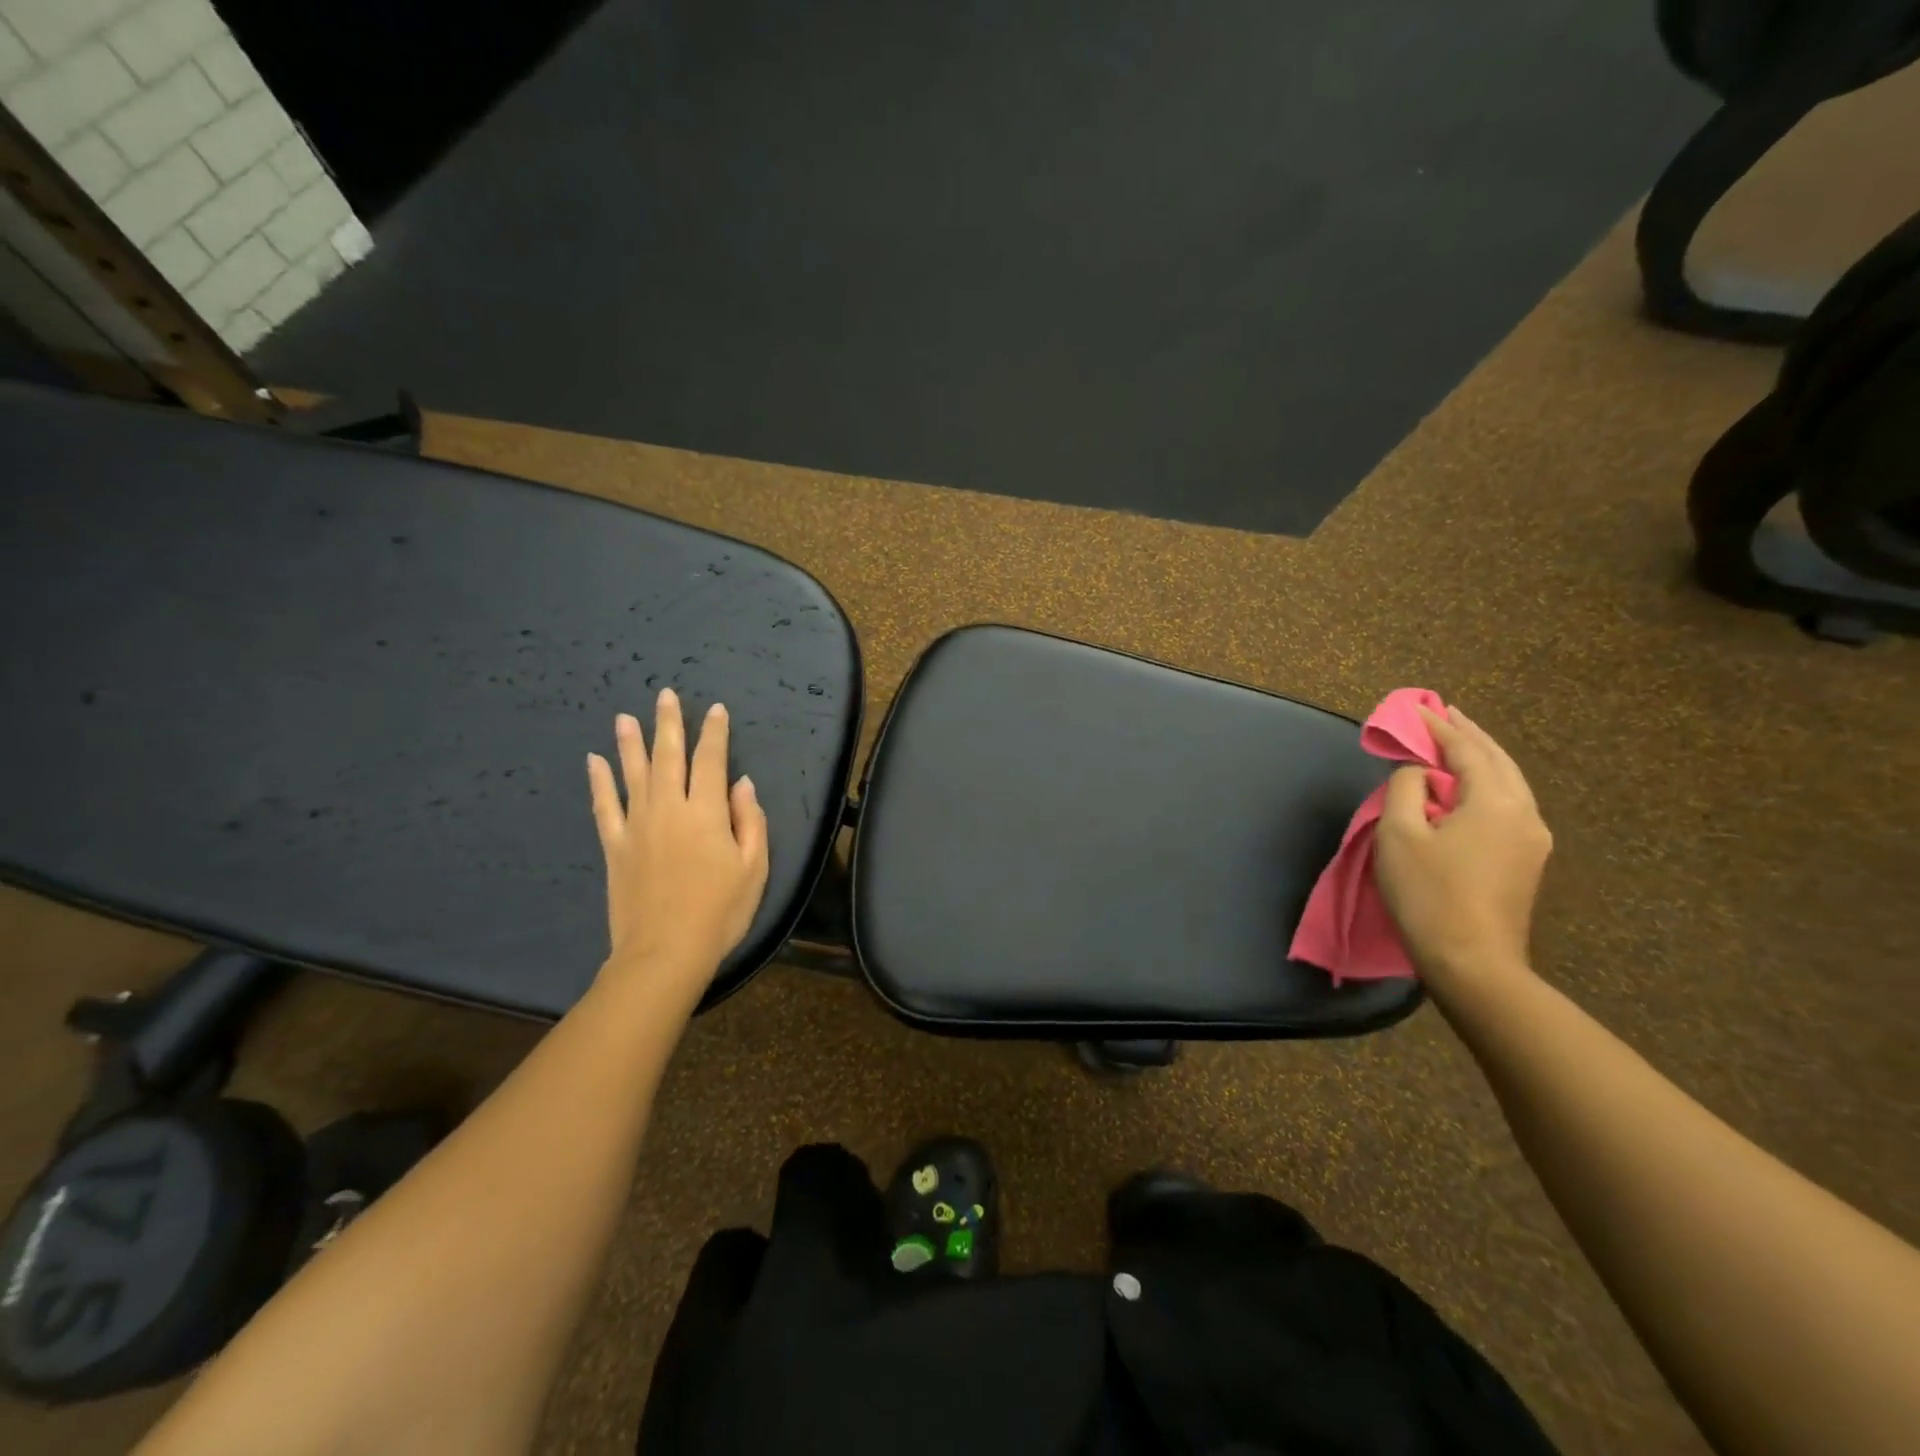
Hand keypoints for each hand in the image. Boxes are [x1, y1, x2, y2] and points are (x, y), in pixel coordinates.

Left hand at [586, 689, 769, 997]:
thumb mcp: (754, 868)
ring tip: (625, 717)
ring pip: (632, 773)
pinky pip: (604, 805)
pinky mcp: (615, 846)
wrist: (664, 952)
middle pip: (668, 756)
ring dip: (631, 742)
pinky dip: (600, 781)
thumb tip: (741, 783)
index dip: (715, 733)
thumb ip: (750, 821)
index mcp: (707, 812)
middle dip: (669, 724)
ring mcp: (637, 825)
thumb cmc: (720, 912)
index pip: (711, 761)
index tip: (716, 710)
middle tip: (665, 695)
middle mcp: (669, 808)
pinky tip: (595, 761)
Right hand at [1374, 705, 1551, 990]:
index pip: (1466, 750)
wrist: (1472, 963)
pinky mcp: (1527, 860)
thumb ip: (1407, 790)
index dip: (1438, 727)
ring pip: (1509, 782)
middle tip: (1444, 711)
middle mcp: (1525, 813)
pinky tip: (1469, 785)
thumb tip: (1420, 774)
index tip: (1417, 707)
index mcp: (1496, 802)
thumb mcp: (1400, 834)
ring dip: (1481, 757)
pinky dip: (1487, 782)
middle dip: (1469, 734)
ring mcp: (1532, 839)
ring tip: (1458, 740)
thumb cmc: (1428, 894)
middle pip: (1498, 760)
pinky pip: (1509, 804)